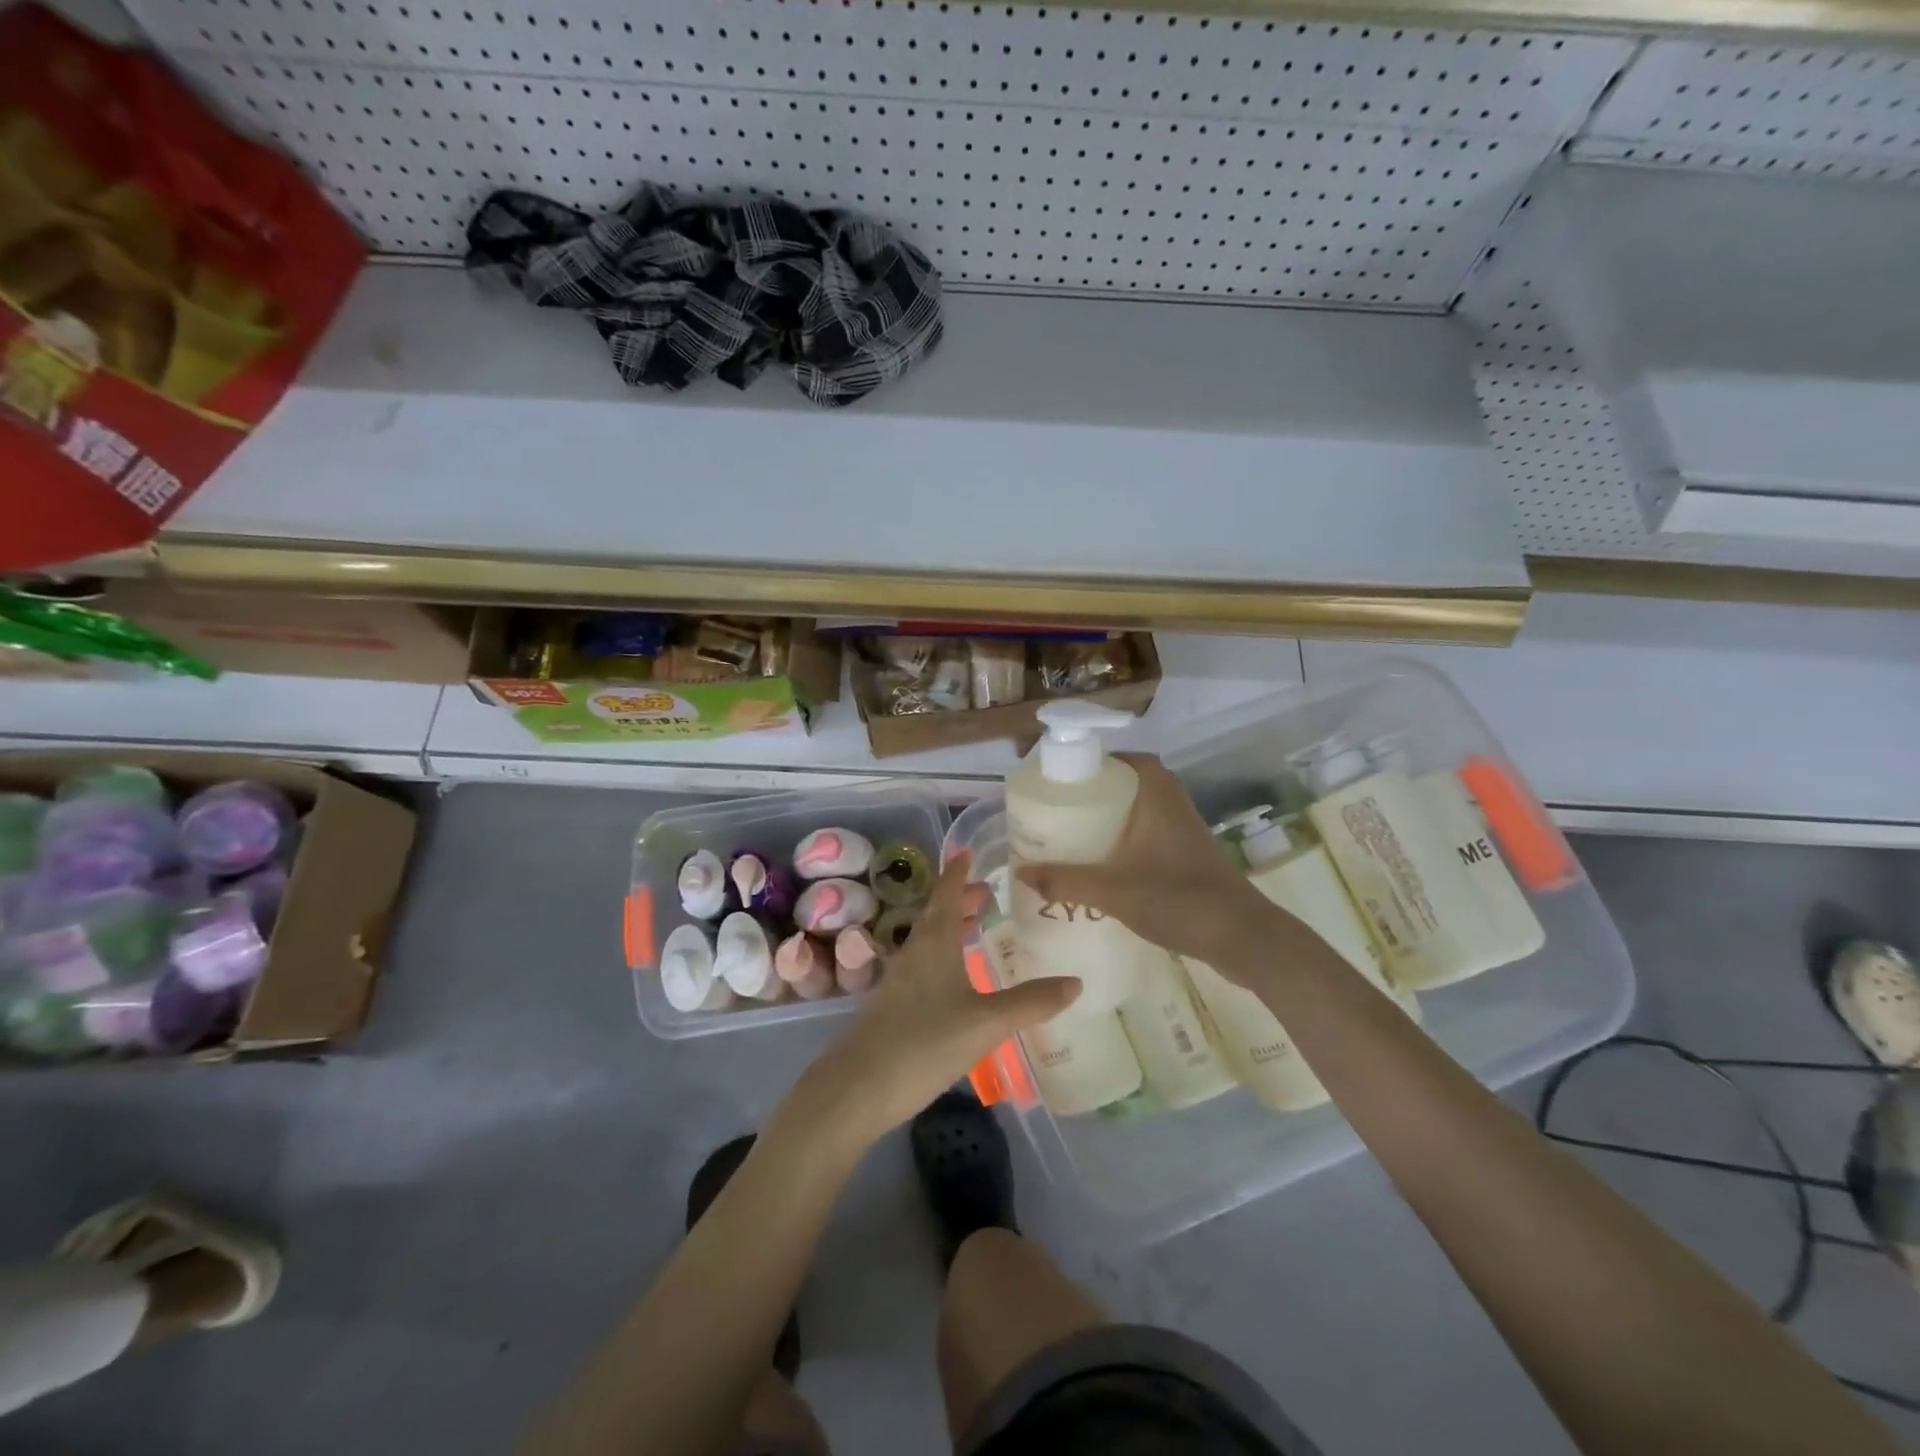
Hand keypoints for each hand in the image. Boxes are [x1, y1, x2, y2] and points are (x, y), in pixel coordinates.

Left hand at [819, 853, 1080, 1140]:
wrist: (859, 1087)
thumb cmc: (925, 1042)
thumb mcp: (987, 1022)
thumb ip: (1031, 1002)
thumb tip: (1076, 982)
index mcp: (934, 943)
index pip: (947, 894)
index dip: (958, 872)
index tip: (966, 851)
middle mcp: (914, 952)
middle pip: (937, 915)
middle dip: (960, 900)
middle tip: (987, 893)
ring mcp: (900, 980)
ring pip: (929, 940)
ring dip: (952, 928)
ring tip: (976, 926)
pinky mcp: (893, 1006)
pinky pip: (924, 965)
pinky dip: (944, 956)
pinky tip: (956, 979)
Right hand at [1015, 752, 1300, 986]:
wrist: (1244, 939)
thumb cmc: (1180, 900)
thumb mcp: (1115, 891)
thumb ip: (1067, 881)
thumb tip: (1022, 873)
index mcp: (1159, 798)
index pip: (1131, 760)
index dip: (1099, 761)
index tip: (1066, 775)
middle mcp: (1173, 807)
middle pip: (1132, 785)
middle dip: (1097, 793)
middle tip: (1061, 807)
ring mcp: (1183, 835)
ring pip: (1141, 813)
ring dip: (1111, 819)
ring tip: (1073, 835)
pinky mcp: (1187, 860)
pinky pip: (1148, 837)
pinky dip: (1125, 843)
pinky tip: (1103, 867)